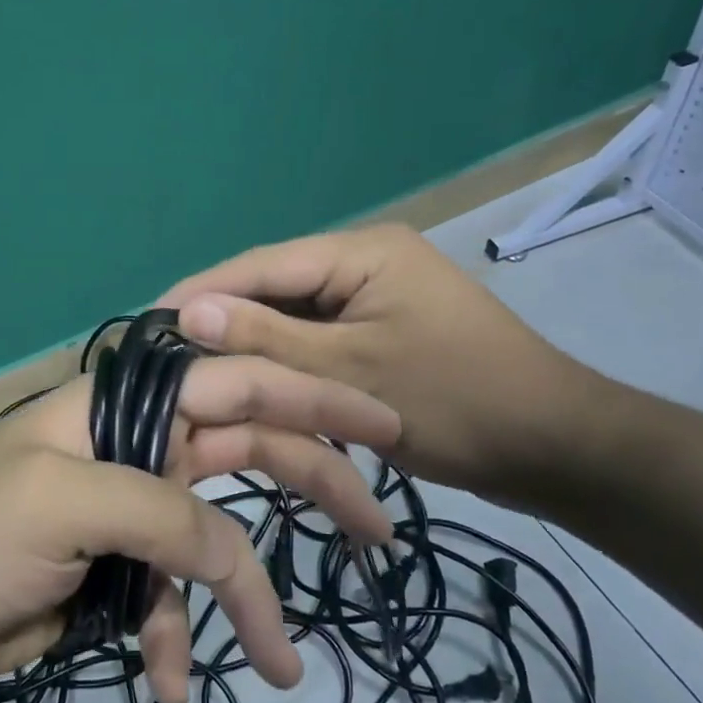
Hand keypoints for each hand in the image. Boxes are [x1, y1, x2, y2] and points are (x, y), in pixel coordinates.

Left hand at [0, 357, 401, 702]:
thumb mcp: (66, 506)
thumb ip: (163, 515)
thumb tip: (234, 555)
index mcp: (124, 407)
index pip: (233, 383)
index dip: (311, 398)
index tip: (383, 427)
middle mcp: (138, 446)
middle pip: (245, 454)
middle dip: (313, 487)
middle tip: (378, 531)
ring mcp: (131, 509)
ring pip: (215, 542)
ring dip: (244, 600)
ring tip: (278, 662)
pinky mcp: (118, 569)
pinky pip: (171, 597)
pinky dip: (176, 637)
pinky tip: (167, 683)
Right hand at [158, 224, 605, 506]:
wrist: (556, 450)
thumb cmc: (456, 403)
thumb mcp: (349, 372)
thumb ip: (266, 337)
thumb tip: (187, 311)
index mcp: (361, 251)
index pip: (261, 263)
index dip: (202, 291)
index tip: (146, 320)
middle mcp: (364, 263)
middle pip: (275, 287)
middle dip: (224, 320)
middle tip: (165, 355)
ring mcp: (375, 299)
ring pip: (294, 318)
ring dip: (253, 344)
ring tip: (194, 371)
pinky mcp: (381, 334)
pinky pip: (319, 341)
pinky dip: (287, 363)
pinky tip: (249, 383)